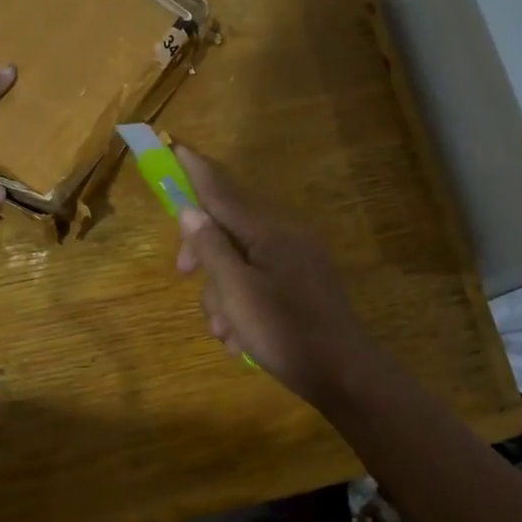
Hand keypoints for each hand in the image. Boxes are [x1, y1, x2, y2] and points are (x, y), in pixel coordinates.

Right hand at [173, 145, 381, 404]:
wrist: (344, 375)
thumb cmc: (284, 331)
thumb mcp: (237, 292)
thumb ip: (211, 248)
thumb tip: (190, 211)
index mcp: (269, 232)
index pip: (223, 192)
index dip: (197, 172)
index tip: (176, 145)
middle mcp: (285, 237)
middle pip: (227, 231)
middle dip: (203, 257)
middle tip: (183, 278)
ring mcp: (297, 262)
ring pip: (239, 263)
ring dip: (222, 294)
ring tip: (225, 332)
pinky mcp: (302, 286)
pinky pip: (259, 282)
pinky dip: (243, 305)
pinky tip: (240, 337)